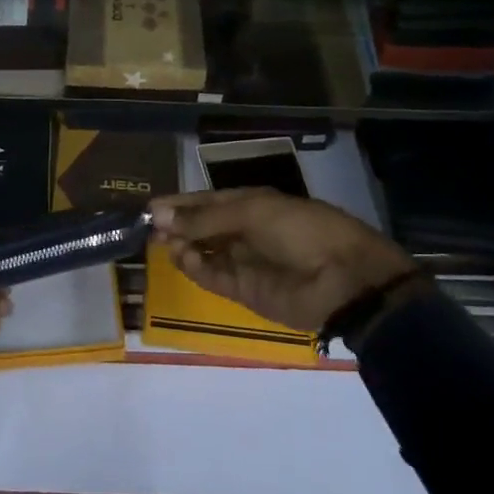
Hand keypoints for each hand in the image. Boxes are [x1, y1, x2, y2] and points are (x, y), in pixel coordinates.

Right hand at [150, 188, 413, 331]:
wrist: (345, 278)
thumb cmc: (300, 230)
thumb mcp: (251, 212)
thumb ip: (204, 218)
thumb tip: (159, 215)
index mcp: (252, 204)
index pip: (207, 201)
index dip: (180, 203)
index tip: (149, 206)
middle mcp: (246, 231)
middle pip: (203, 228)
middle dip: (177, 226)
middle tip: (149, 228)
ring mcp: (246, 262)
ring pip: (205, 254)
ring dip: (184, 247)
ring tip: (164, 243)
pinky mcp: (247, 292)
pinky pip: (214, 278)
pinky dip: (196, 269)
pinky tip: (181, 259)